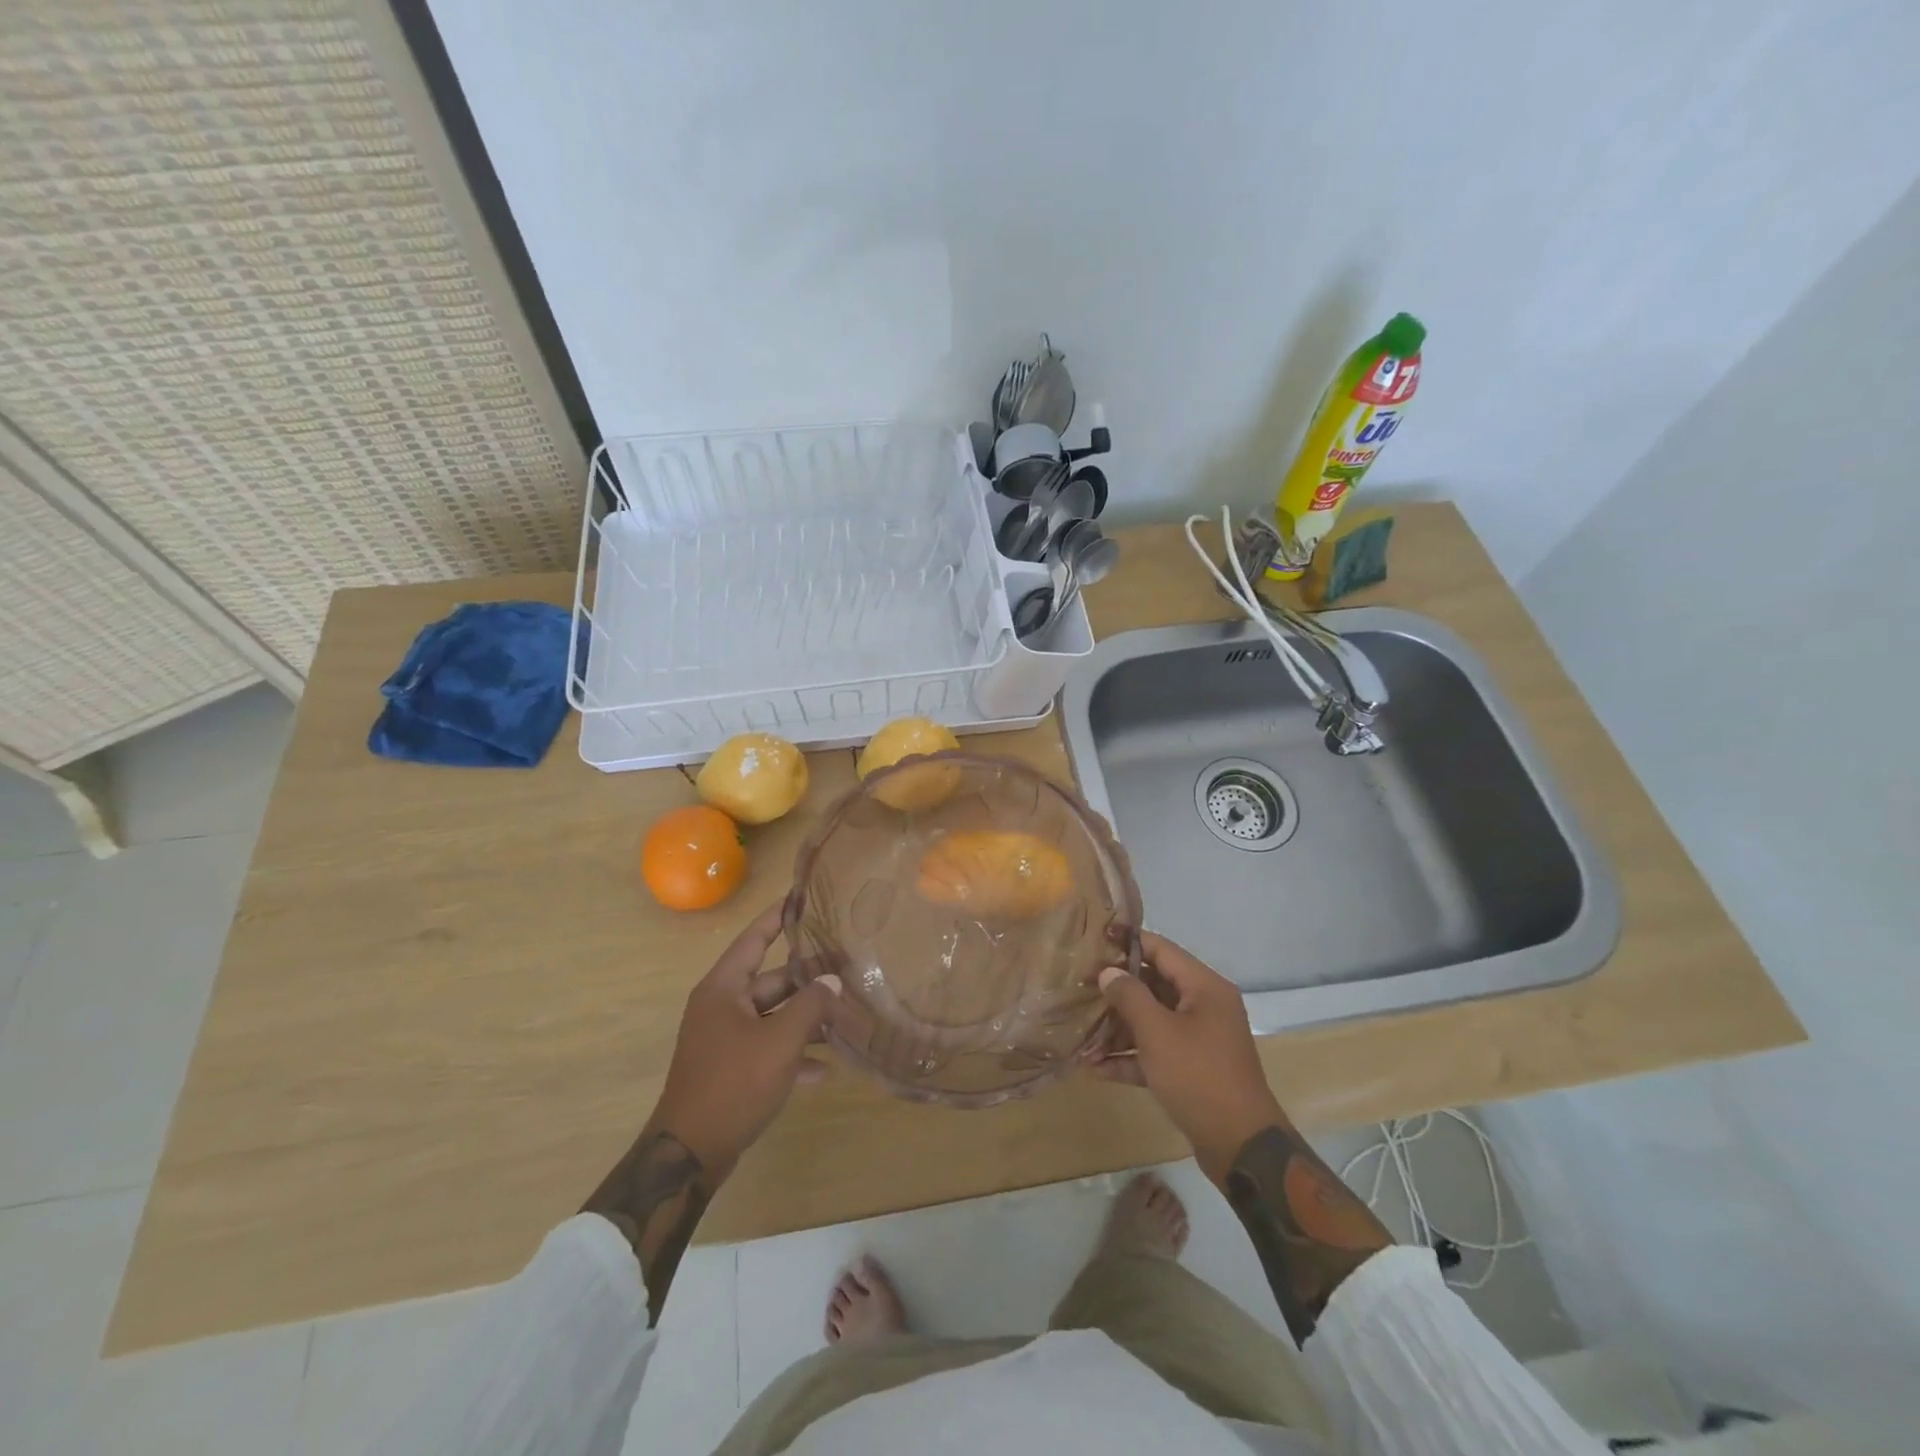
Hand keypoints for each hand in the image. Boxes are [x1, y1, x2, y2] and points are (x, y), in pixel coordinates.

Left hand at [646, 901, 841, 1182]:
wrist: (690, 1153)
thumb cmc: (733, 1083)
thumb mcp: (780, 1041)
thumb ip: (811, 1005)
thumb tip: (832, 980)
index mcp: (724, 989)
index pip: (753, 939)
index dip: (777, 918)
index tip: (801, 898)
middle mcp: (722, 1007)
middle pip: (770, 981)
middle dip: (808, 978)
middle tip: (847, 967)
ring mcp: (726, 1039)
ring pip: (773, 1016)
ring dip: (806, 1018)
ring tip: (846, 1015)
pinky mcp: (732, 1069)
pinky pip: (768, 1048)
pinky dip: (794, 1053)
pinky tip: (826, 1069)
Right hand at [1090, 930, 1286, 1183]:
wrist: (1240, 1146)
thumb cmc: (1198, 1076)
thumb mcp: (1158, 1032)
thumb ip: (1129, 996)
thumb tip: (1108, 972)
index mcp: (1204, 988)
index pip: (1162, 950)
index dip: (1128, 942)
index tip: (1095, 940)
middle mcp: (1205, 1007)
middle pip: (1155, 985)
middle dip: (1118, 989)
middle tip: (1081, 987)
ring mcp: (1200, 1040)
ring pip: (1153, 1021)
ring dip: (1119, 1028)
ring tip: (1082, 1032)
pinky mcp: (1193, 1070)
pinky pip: (1157, 1052)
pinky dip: (1131, 1057)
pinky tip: (1097, 1068)